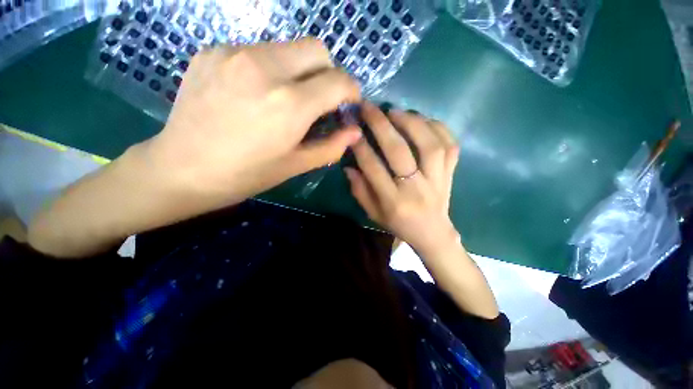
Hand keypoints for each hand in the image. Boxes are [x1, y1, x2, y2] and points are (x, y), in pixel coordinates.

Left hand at [145, 39, 361, 202]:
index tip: (348, 102)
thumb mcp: (296, 165)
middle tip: (320, 99)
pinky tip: (255, 93)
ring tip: (285, 98)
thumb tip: (355, 131)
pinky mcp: (213, 50)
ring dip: (299, 70)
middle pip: (317, 49)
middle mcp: (265, 68)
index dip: (351, 90)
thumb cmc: (246, 174)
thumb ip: (332, 146)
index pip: (338, 80)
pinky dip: (270, 68)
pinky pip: (258, 51)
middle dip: (328, 73)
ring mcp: (234, 53)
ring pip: (288, 47)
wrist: (182, 168)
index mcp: (290, 104)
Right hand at [344, 103, 460, 256]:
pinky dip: (437, 127)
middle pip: (399, 152)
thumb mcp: (373, 213)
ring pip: (429, 145)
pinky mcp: (451, 173)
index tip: (352, 130)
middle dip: (382, 126)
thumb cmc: (399, 224)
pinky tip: (422, 119)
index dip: (361, 147)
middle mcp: (416, 189)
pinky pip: (450, 145)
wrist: (433, 233)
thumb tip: (348, 167)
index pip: (374, 169)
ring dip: (411, 122)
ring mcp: (437, 179)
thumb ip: (360, 191)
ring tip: (395, 111)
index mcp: (394, 202)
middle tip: (370, 108)